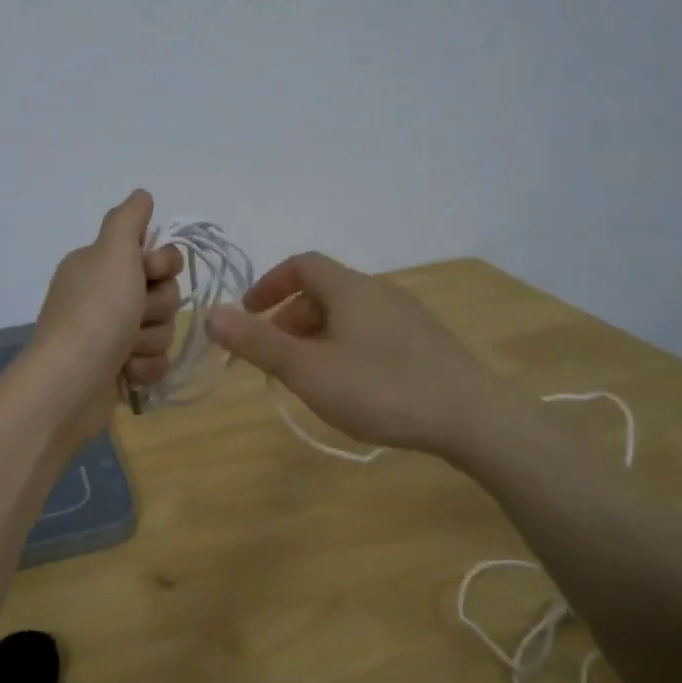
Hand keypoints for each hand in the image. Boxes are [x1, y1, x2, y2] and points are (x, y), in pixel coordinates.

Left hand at [26, 190, 183, 436]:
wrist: (70, 384)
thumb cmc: (96, 312)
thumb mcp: (112, 252)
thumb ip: (129, 219)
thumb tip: (142, 195)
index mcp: (99, 265)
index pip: (155, 255)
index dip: (162, 265)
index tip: (150, 274)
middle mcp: (102, 296)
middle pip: (163, 293)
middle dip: (157, 308)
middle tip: (133, 315)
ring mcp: (108, 335)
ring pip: (161, 328)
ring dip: (150, 340)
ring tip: (125, 350)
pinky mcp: (116, 370)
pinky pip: (154, 361)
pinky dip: (145, 368)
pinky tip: (125, 373)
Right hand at [204, 251, 500, 454]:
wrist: (472, 417)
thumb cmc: (380, 388)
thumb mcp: (307, 369)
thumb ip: (257, 342)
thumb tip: (210, 313)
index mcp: (348, 288)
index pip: (300, 264)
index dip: (269, 284)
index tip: (249, 314)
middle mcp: (378, 291)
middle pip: (323, 291)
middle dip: (290, 318)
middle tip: (274, 357)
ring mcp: (407, 316)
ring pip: (348, 314)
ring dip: (318, 336)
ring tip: (310, 376)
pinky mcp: (426, 342)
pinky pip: (372, 332)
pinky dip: (346, 346)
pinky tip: (353, 386)